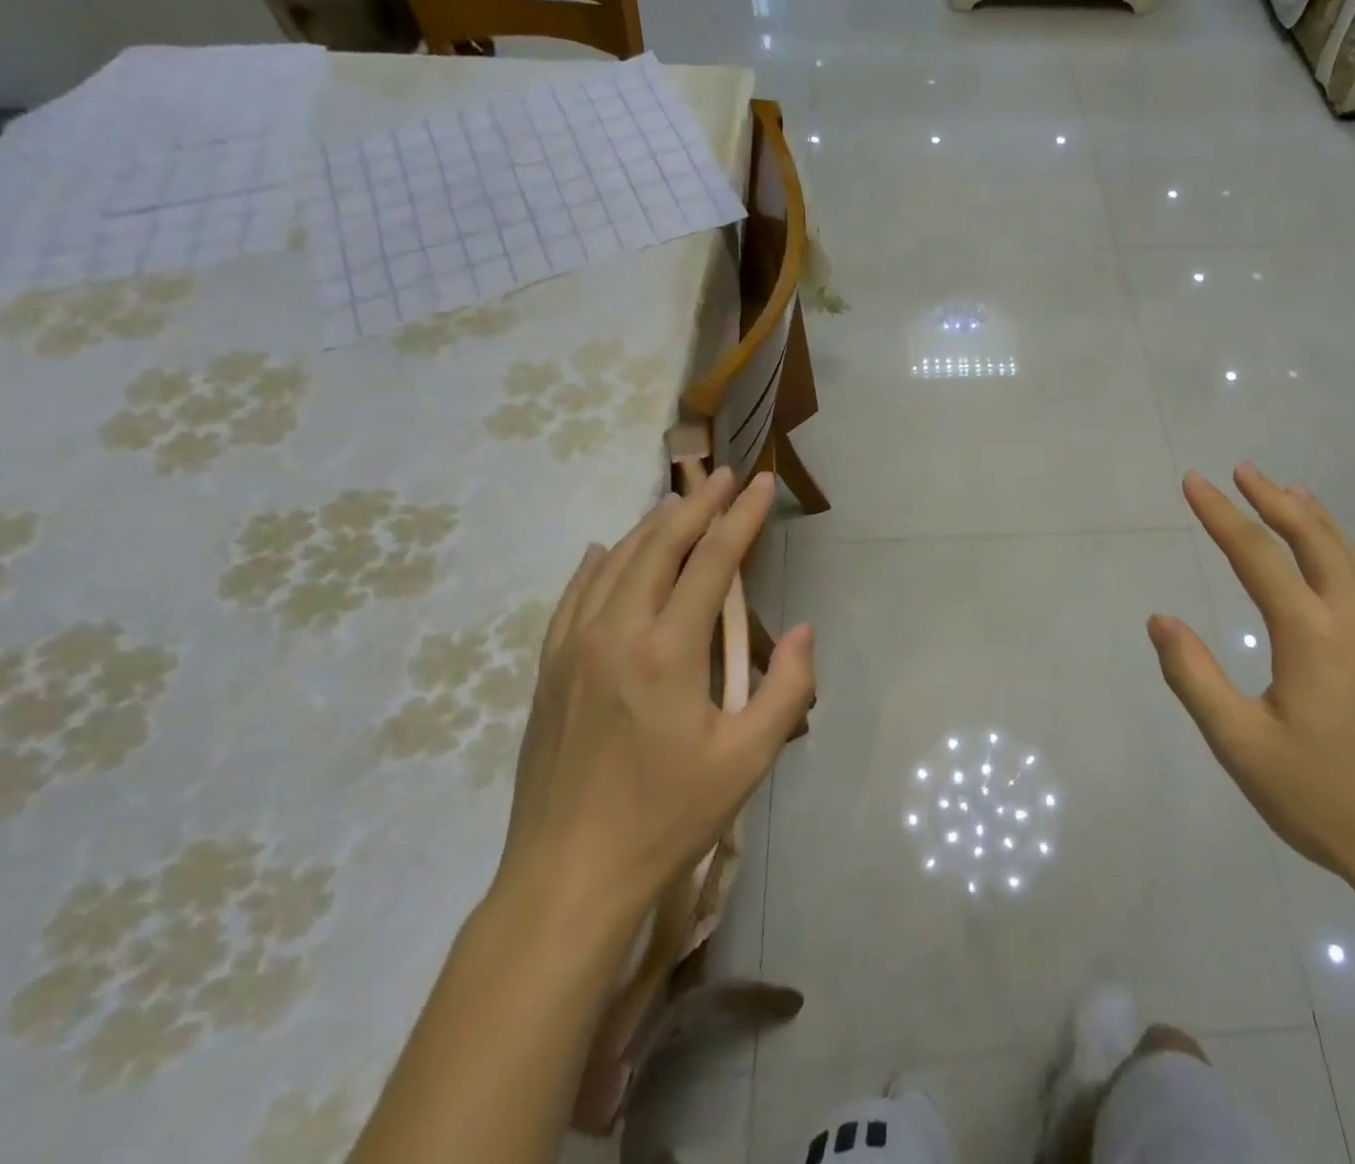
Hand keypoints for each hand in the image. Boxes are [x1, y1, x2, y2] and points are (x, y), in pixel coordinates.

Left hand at [493, 468, 815, 933]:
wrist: (568, 878)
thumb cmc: (668, 818)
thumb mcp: (748, 760)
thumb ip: (787, 688)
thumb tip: (805, 630)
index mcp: (668, 651)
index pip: (712, 561)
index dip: (742, 517)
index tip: (762, 483)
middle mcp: (616, 633)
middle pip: (659, 546)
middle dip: (698, 504)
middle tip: (725, 477)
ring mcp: (574, 649)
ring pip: (616, 563)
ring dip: (652, 527)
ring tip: (681, 503)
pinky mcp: (549, 671)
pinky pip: (573, 597)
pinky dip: (596, 565)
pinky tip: (605, 550)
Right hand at [1148, 466, 1354, 898]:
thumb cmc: (1326, 801)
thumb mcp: (1240, 745)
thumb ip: (1194, 676)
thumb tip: (1160, 619)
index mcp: (1310, 634)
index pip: (1255, 554)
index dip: (1220, 514)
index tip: (1194, 482)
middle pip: (1313, 539)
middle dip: (1273, 500)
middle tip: (1244, 471)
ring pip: (1353, 558)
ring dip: (1317, 520)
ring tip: (1291, 494)